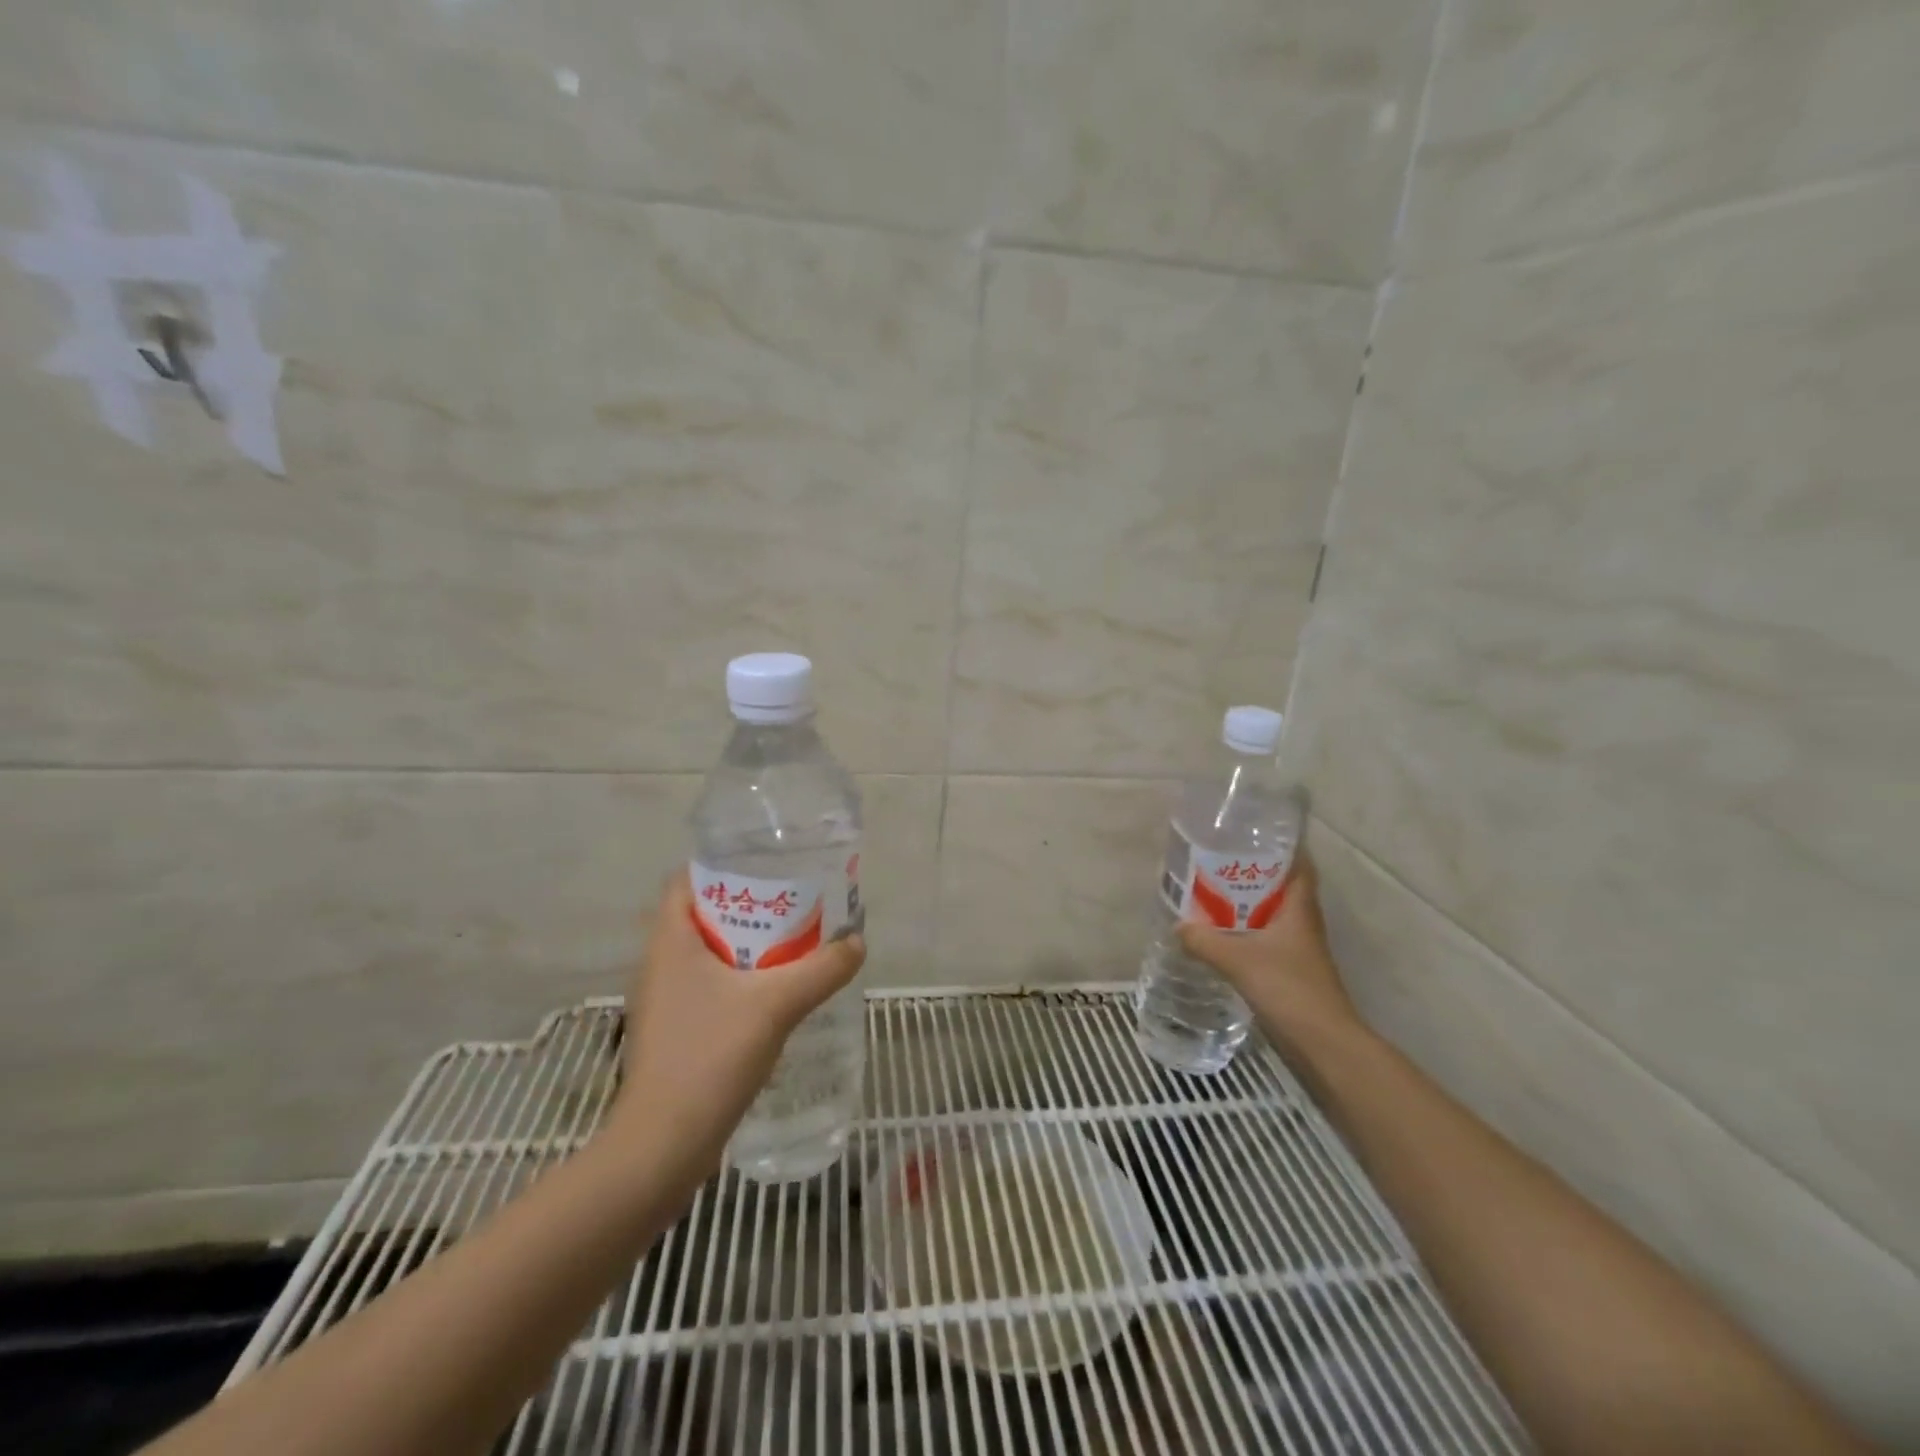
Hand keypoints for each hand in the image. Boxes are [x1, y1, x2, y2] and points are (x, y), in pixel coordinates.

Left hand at [607, 870, 865, 1176]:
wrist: (663, 1146)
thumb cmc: (710, 1057)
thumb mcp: (776, 1005)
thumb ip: (822, 969)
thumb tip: (856, 943)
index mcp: (670, 942)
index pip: (686, 881)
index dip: (723, 866)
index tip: (768, 867)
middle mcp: (660, 964)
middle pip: (704, 915)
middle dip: (749, 906)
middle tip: (795, 904)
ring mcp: (664, 1001)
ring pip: (708, 954)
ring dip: (748, 946)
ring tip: (794, 944)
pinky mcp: (674, 1032)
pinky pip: (709, 987)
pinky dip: (740, 980)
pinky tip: (775, 995)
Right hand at [1176, 850, 1360, 1050]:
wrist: (1321, 1040)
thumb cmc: (1287, 987)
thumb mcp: (1238, 959)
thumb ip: (1204, 941)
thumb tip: (1178, 926)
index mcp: (1299, 908)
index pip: (1298, 865)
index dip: (1281, 848)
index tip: (1251, 836)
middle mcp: (1302, 922)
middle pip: (1280, 887)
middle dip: (1252, 873)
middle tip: (1217, 862)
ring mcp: (1298, 947)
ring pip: (1272, 913)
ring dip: (1247, 903)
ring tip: (1211, 893)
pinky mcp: (1291, 968)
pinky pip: (1266, 937)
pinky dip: (1246, 930)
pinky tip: (1221, 934)